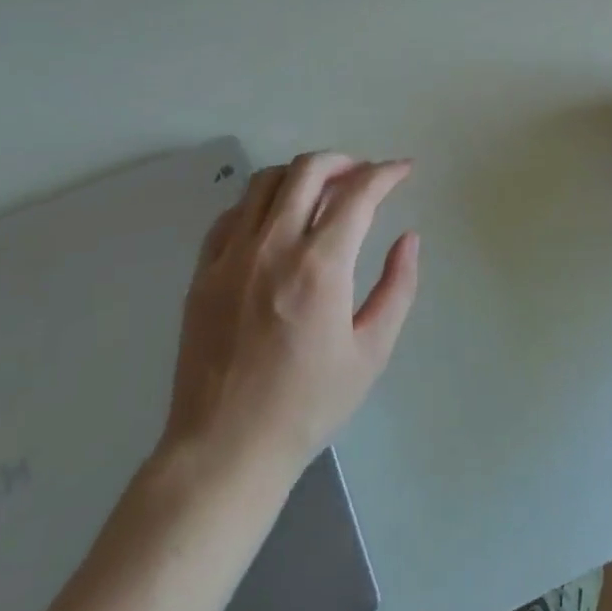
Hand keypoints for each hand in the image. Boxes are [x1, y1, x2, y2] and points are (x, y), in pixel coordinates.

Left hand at [160, 153, 420, 478]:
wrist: (225, 449)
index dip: (386, 173)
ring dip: (301, 174)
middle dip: (344, 161)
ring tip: (322, 191)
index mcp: (319, 267)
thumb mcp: (370, 352)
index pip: (358, 194)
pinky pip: (232, 213)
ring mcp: (231, 256)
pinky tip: (275, 220)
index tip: (403, 170)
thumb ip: (397, 287)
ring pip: (265, 182)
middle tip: (363, 175)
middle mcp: (273, 247)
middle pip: (308, 170)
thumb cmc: (307, 405)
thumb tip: (409, 238)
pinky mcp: (203, 271)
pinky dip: (261, 201)